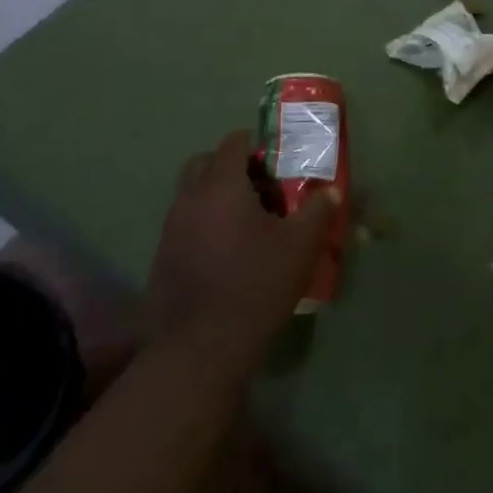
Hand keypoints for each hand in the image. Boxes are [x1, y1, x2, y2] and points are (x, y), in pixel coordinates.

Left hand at [147, 132, 337, 363]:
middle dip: (231, 167)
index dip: (257, 146)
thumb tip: (331, 192)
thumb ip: (318, 211)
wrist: (200, 349)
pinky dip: (204, 225)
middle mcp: (189, 199)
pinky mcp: (161, 259)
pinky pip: (185, 225)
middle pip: (204, 164)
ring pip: (192, 195)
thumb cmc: (256, 285)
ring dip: (217, 197)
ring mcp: (170, 229)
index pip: (233, 143)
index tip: (278, 163)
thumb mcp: (301, 246)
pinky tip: (227, 254)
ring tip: (249, 224)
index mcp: (221, 186)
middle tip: (261, 189)